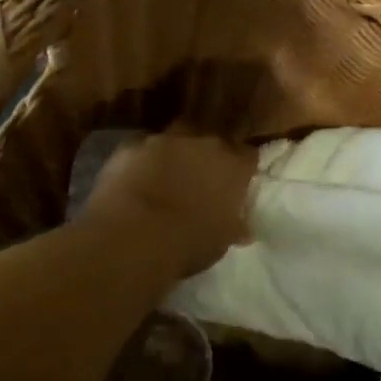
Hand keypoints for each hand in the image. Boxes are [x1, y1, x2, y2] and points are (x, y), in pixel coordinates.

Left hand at [81, 130, 255, 277]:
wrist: (133, 234)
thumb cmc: (188, 241)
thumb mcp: (222, 240)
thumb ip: (234, 226)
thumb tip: (243, 229)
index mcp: (233, 165)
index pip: (249, 155)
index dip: (243, 169)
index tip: (238, 184)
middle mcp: (204, 143)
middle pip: (213, 141)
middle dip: (209, 157)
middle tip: (202, 180)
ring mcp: (165, 140)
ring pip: (176, 139)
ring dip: (175, 154)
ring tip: (167, 177)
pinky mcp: (131, 145)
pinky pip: (142, 149)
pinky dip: (142, 161)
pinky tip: (136, 180)